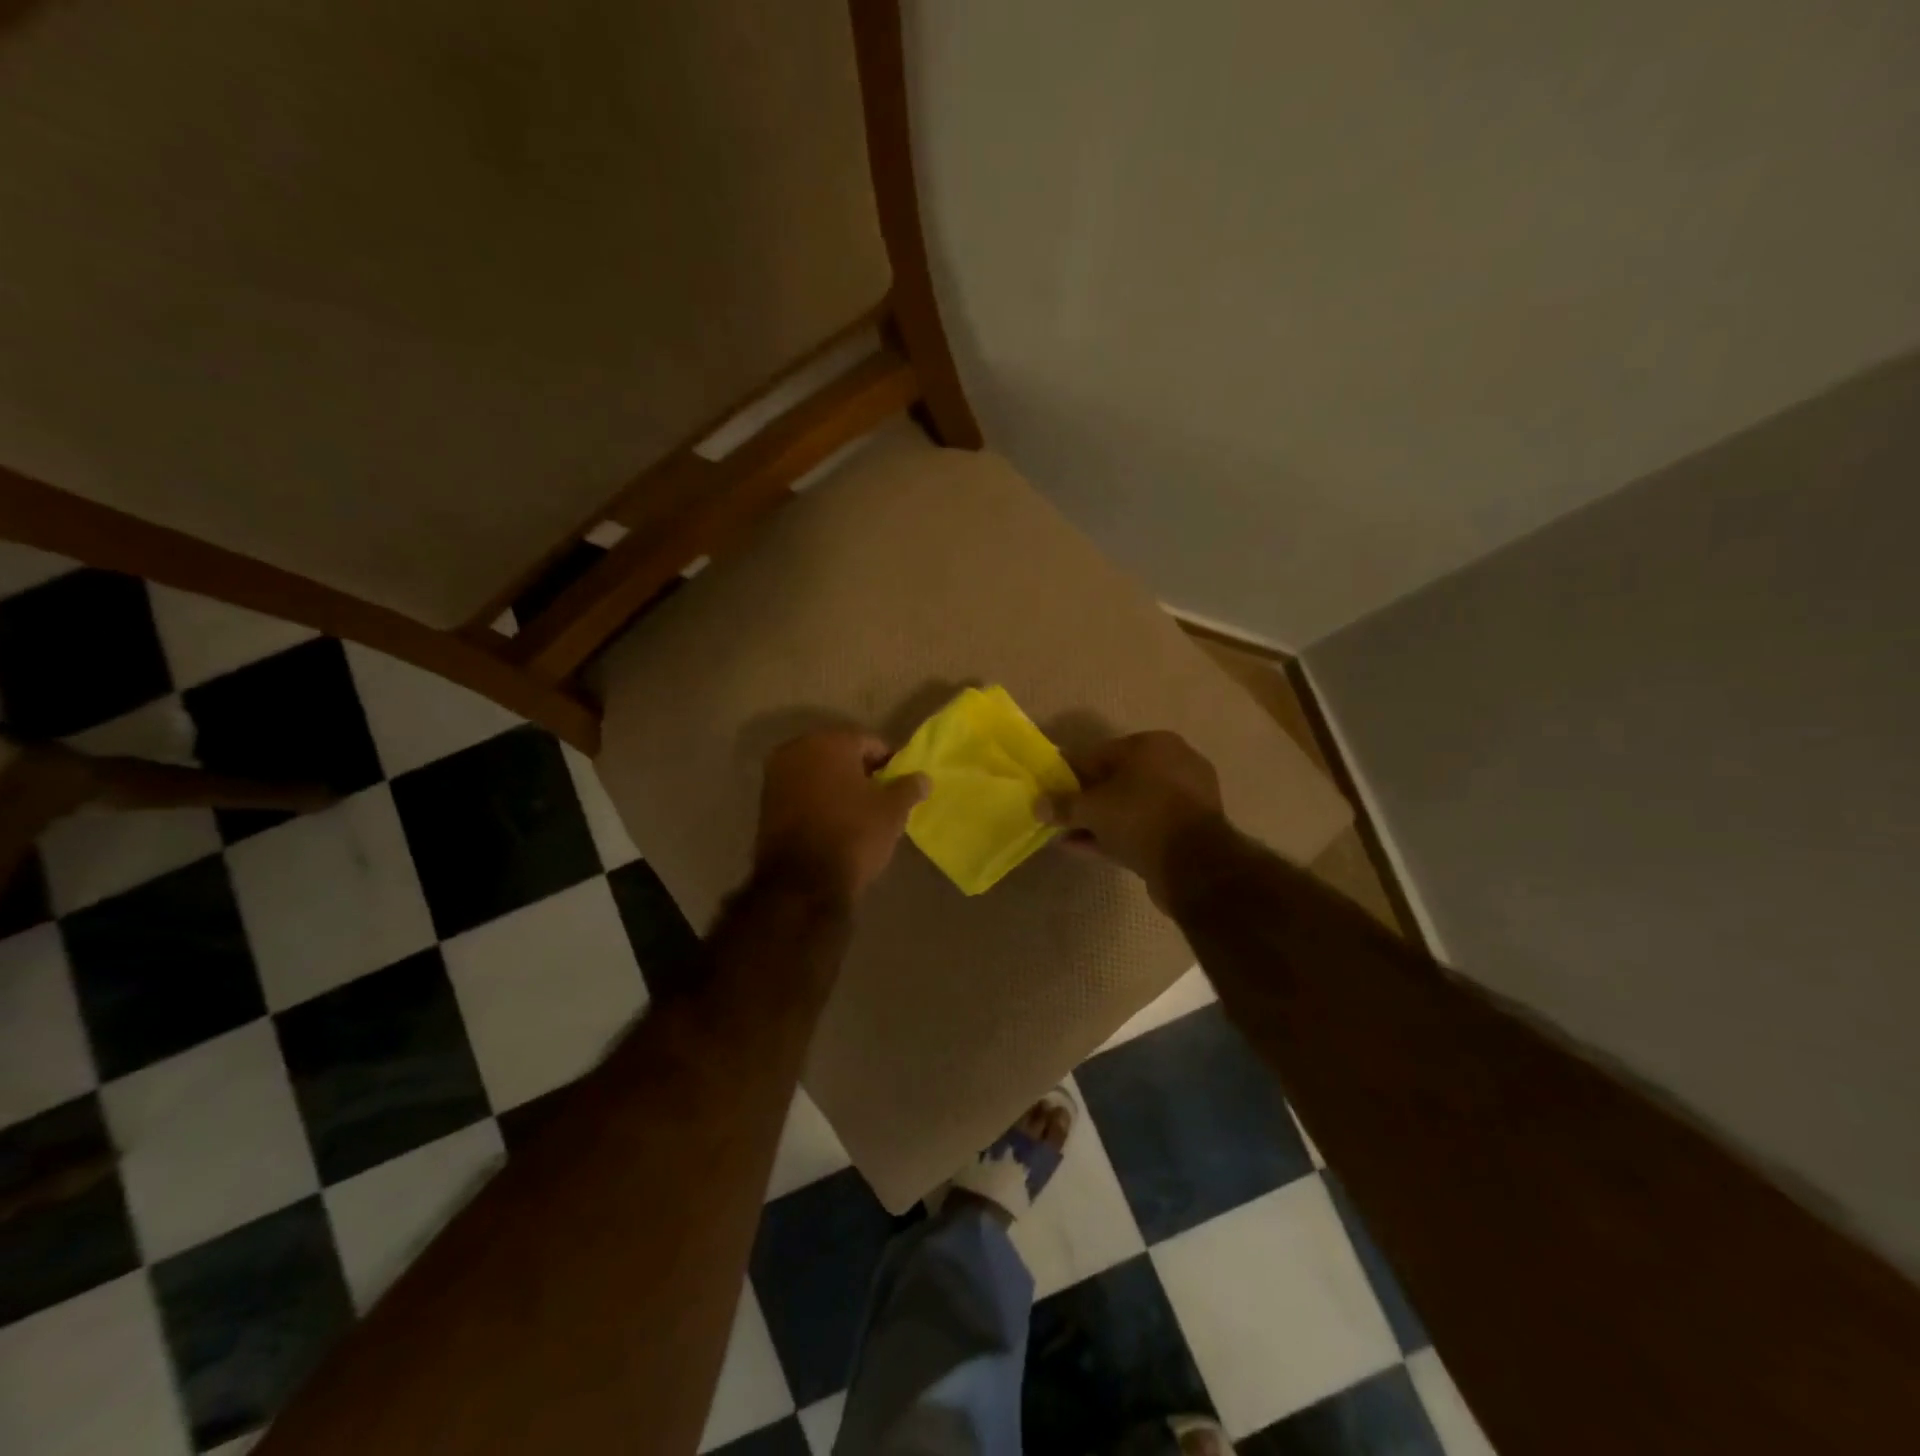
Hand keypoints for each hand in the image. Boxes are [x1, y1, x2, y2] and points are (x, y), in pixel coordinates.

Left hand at [753, 727, 929, 904]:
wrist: (802, 882)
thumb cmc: (853, 835)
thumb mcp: (892, 812)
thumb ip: (908, 788)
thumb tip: (923, 778)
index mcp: (830, 742)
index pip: (868, 742)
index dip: (889, 762)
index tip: (900, 783)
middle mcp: (798, 749)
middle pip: (839, 753)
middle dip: (860, 770)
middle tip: (881, 795)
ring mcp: (776, 775)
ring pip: (817, 772)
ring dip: (836, 785)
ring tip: (858, 810)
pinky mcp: (765, 802)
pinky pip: (801, 791)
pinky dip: (817, 799)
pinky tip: (834, 820)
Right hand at [1042, 731, 1224, 906]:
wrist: (1194, 864)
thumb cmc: (1140, 816)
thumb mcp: (1092, 808)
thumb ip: (1063, 805)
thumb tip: (1038, 805)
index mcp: (1153, 745)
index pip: (1099, 752)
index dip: (1069, 771)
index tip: (1049, 788)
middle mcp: (1173, 764)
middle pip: (1116, 780)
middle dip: (1085, 799)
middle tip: (1058, 814)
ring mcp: (1183, 799)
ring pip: (1129, 807)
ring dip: (1098, 821)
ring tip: (1065, 835)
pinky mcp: (1186, 831)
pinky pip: (1141, 827)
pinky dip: (1115, 835)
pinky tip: (1083, 847)